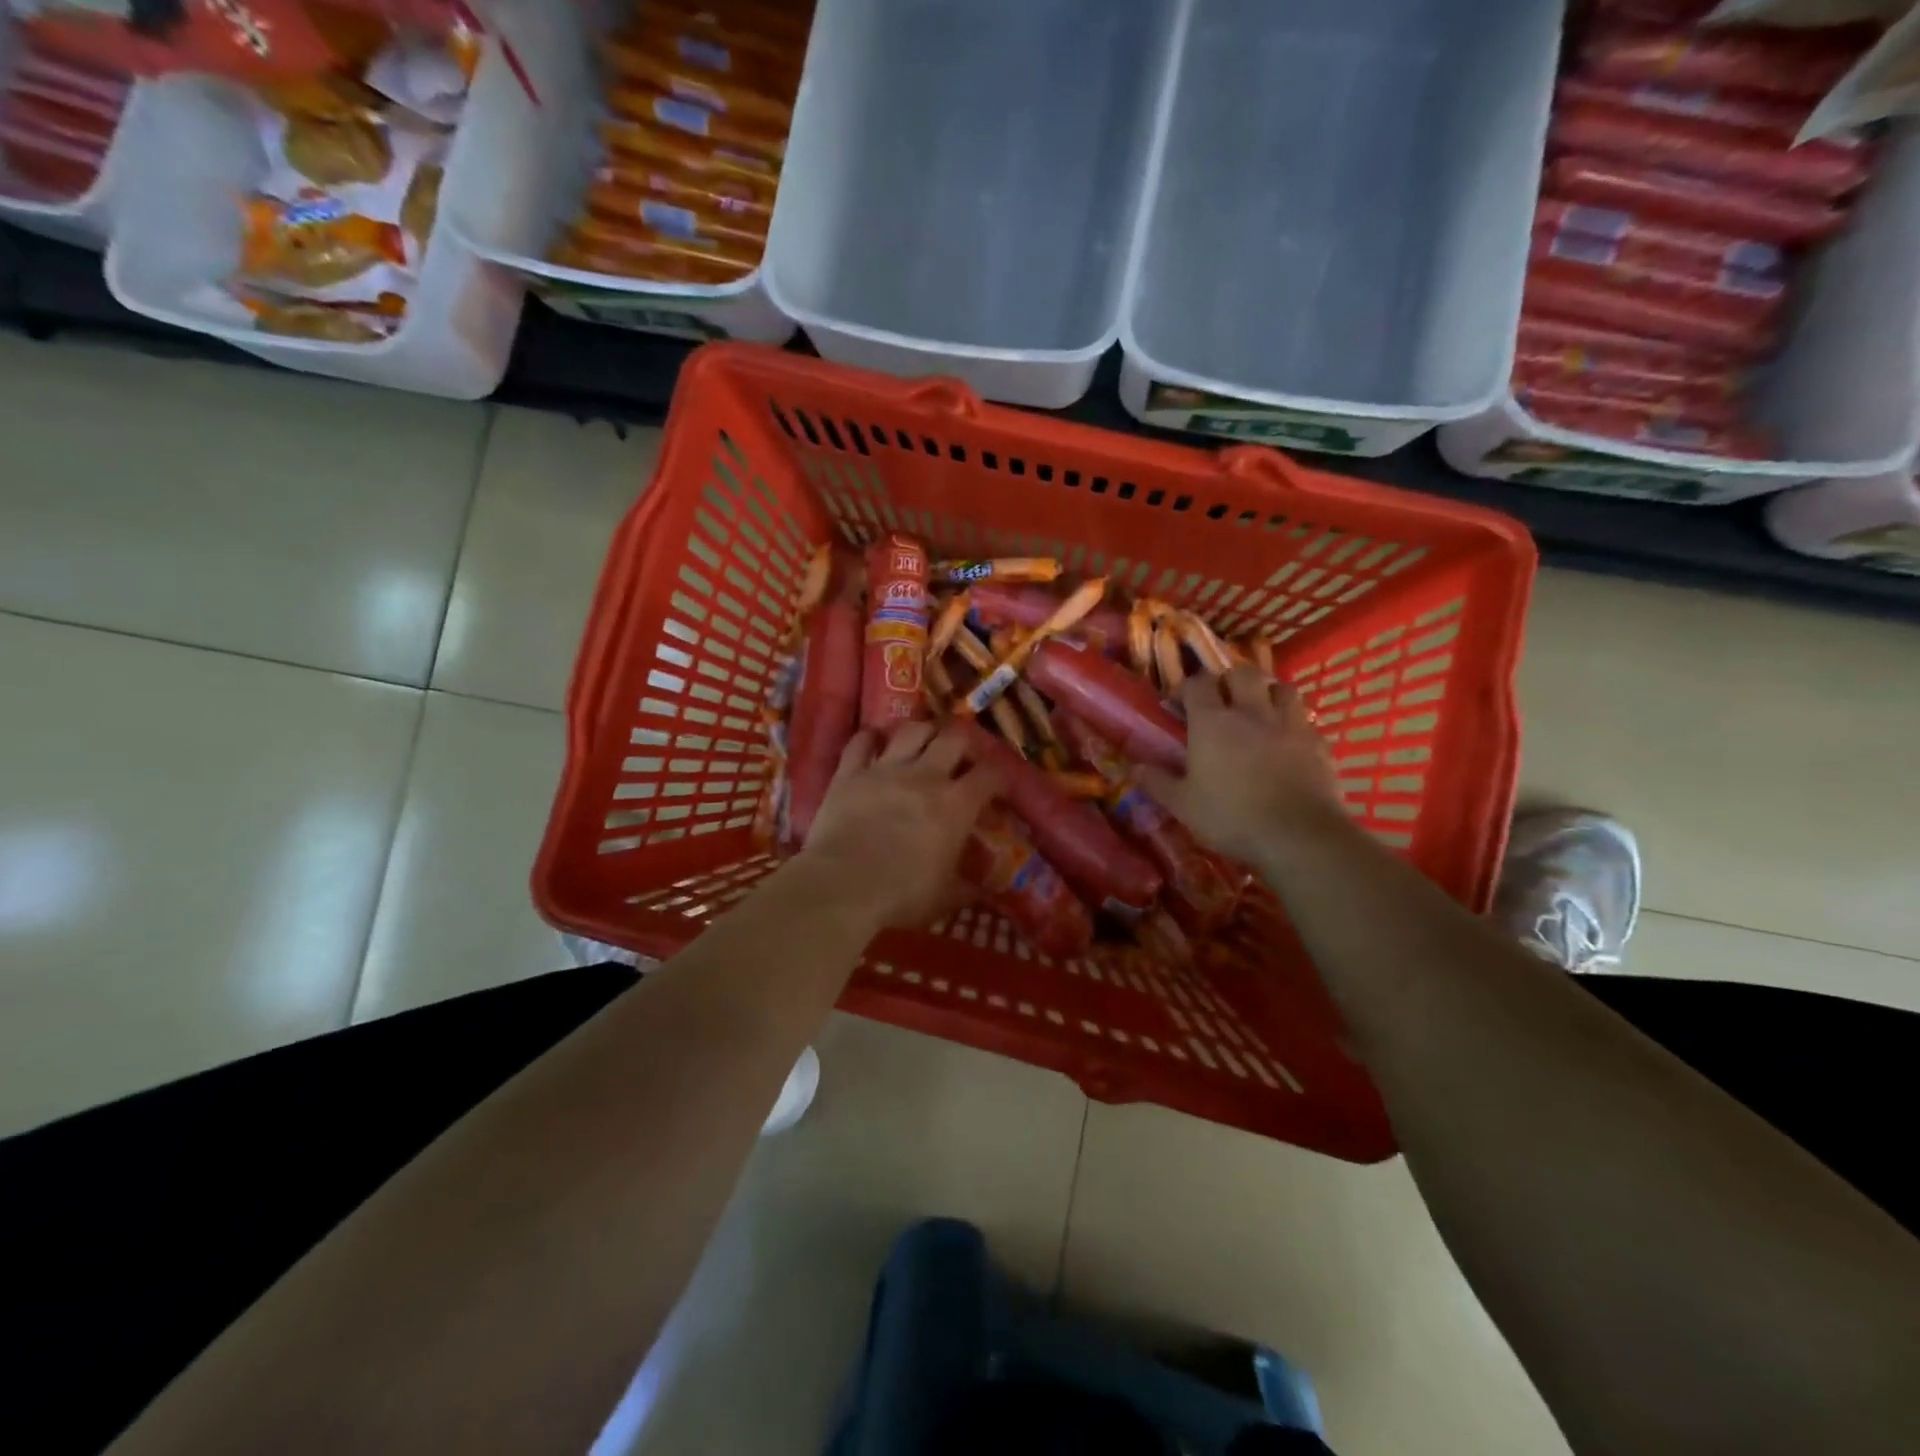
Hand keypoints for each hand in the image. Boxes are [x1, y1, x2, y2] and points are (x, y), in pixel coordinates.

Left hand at [799, 722, 1005, 929]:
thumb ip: (969, 888)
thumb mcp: (946, 897)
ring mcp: (885, 769)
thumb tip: (988, 890)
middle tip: (962, 757)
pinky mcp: (849, 773)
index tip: (998, 787)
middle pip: (954, 737)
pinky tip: (873, 742)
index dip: (1000, 776)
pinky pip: (861, 742)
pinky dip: (869, 739)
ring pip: (911, 730)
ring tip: (923, 742)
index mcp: (956, 804)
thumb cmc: (902, 894)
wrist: (843, 886)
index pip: (990, 774)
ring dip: (922, 732)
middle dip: (964, 743)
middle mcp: (925, 775)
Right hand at [1136, 667, 1345, 865]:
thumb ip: (1158, 782)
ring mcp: (1289, 723)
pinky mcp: (1318, 742)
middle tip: (1222, 700)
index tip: (1181, 703)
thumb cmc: (1231, 817)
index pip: (1198, 683)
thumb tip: (1134, 768)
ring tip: (1259, 710)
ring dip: (1267, 693)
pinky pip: (1304, 719)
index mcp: (1212, 722)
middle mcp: (1251, 712)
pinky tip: (1288, 740)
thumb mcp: (1183, 805)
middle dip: (1230, 680)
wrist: (1298, 836)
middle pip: (1242, 673)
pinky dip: (1293, 722)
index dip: (1188, 687)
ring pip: (1280, 687)